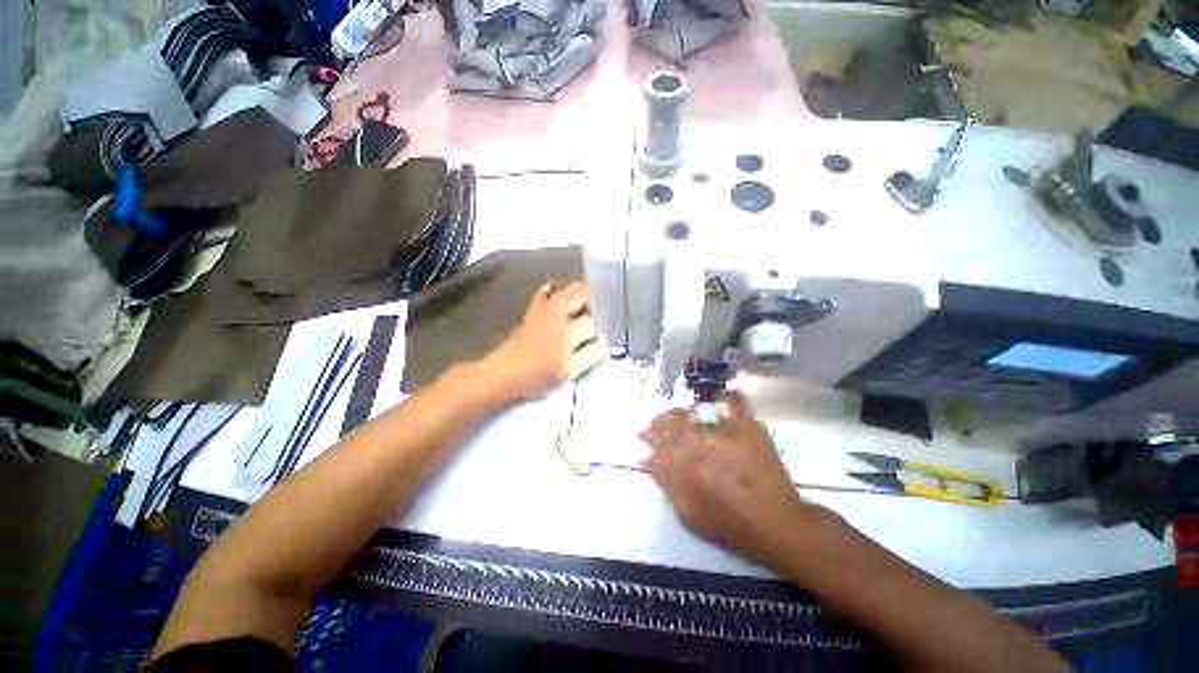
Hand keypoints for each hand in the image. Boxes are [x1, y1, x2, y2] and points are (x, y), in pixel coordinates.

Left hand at [480, 282, 606, 401]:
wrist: (502, 374)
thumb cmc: (536, 377)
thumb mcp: (567, 373)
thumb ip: (589, 357)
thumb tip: (608, 348)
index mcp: (569, 330)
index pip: (595, 318)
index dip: (608, 321)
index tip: (617, 326)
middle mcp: (558, 314)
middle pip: (583, 294)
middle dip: (598, 298)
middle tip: (609, 309)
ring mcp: (544, 310)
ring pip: (567, 290)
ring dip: (582, 292)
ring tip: (594, 300)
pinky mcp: (533, 312)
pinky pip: (543, 294)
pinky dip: (552, 289)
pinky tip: (556, 287)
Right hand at [639, 393, 814, 568]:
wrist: (776, 526)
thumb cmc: (729, 527)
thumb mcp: (687, 516)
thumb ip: (665, 484)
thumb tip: (647, 459)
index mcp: (681, 469)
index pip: (656, 442)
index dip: (647, 436)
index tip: (642, 431)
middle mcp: (697, 446)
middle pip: (670, 424)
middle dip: (659, 420)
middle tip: (656, 419)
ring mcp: (723, 435)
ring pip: (692, 414)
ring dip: (680, 411)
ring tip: (677, 411)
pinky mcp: (747, 430)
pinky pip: (734, 405)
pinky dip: (728, 398)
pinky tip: (723, 395)